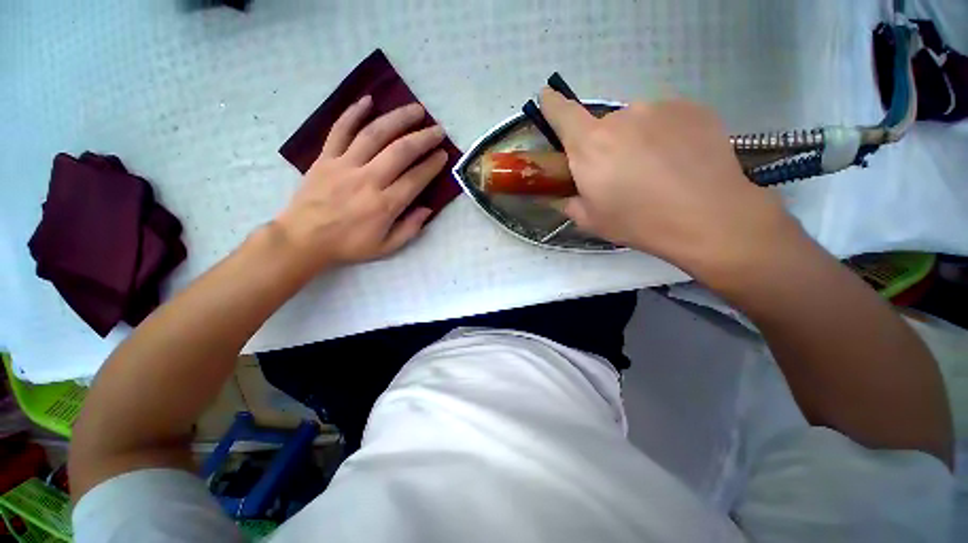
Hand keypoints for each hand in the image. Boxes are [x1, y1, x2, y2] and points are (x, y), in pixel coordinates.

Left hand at [275, 96, 447, 275]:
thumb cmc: (348, 245)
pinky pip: (340, 130)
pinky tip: (368, 100)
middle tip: (438, 130)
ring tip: (416, 109)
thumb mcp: (385, 247)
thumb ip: (409, 229)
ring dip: (397, 119)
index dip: (432, 165)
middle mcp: (368, 180)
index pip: (416, 178)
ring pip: (374, 134)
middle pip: (400, 151)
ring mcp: (345, 165)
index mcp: (385, 205)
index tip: (443, 155)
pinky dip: (353, 113)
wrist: (304, 238)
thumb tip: (427, 209)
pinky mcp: (326, 157)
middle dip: (423, 138)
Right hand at [539, 89, 801, 284]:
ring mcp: (659, 107)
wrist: (708, 217)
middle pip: (601, 125)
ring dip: (634, 139)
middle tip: (618, 173)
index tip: (549, 103)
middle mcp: (621, 116)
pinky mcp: (691, 107)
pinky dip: (663, 135)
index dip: (552, 106)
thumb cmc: (638, 222)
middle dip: (602, 145)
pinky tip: (678, 160)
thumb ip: (567, 201)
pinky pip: (664, 118)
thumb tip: (560, 193)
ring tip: (654, 169)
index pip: (561, 112)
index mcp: (590, 145)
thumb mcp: (590, 220)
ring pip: (634, 121)